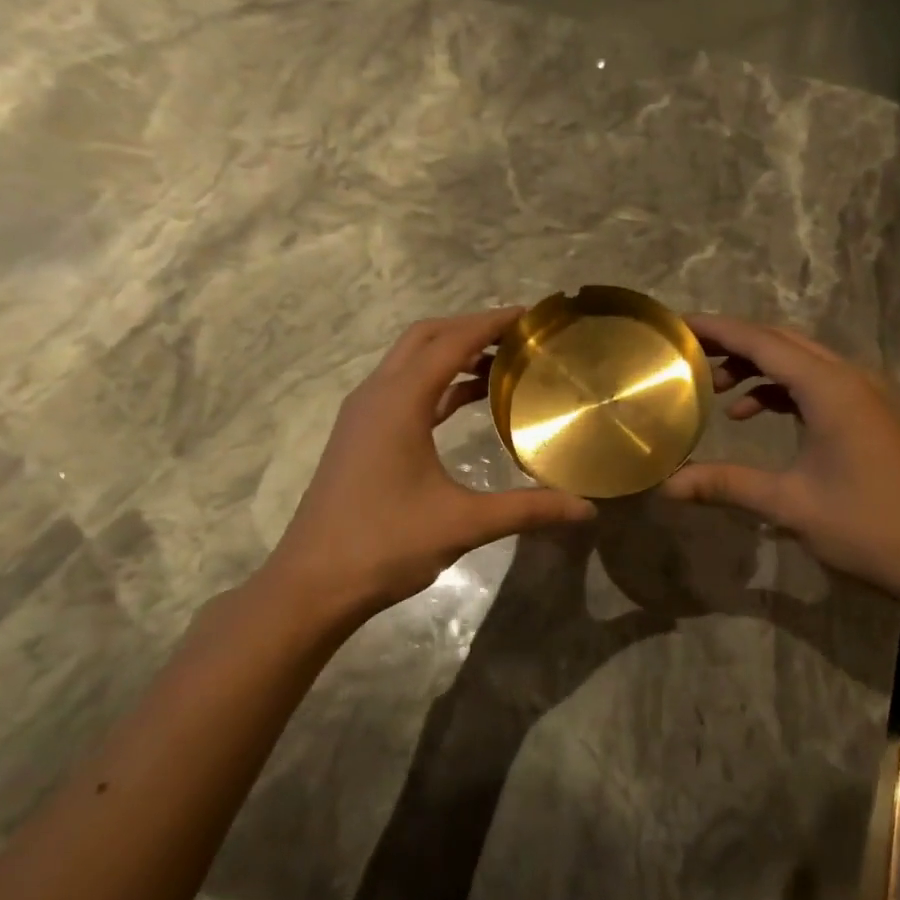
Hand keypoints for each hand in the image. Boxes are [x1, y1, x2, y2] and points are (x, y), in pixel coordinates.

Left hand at [257, 308, 596, 629]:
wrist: (312, 584)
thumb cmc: (385, 544)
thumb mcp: (463, 523)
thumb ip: (527, 509)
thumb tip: (587, 510)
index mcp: (399, 400)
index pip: (451, 341)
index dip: (492, 322)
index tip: (531, 315)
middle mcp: (377, 394)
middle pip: (426, 337)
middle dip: (471, 327)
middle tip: (518, 335)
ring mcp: (363, 413)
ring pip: (410, 361)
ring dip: (452, 353)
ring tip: (501, 362)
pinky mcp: (360, 434)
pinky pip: (403, 388)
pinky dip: (437, 382)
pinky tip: (467, 399)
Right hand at [661, 313, 899, 606]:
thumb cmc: (865, 525)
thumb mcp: (789, 504)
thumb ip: (726, 484)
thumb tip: (667, 486)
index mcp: (829, 388)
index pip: (762, 342)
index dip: (718, 330)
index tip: (680, 325)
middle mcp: (849, 378)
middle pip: (782, 342)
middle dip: (734, 344)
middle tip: (690, 356)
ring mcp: (864, 395)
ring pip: (800, 362)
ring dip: (758, 368)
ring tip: (716, 390)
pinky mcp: (869, 415)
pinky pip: (816, 384)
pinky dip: (781, 390)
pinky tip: (754, 415)